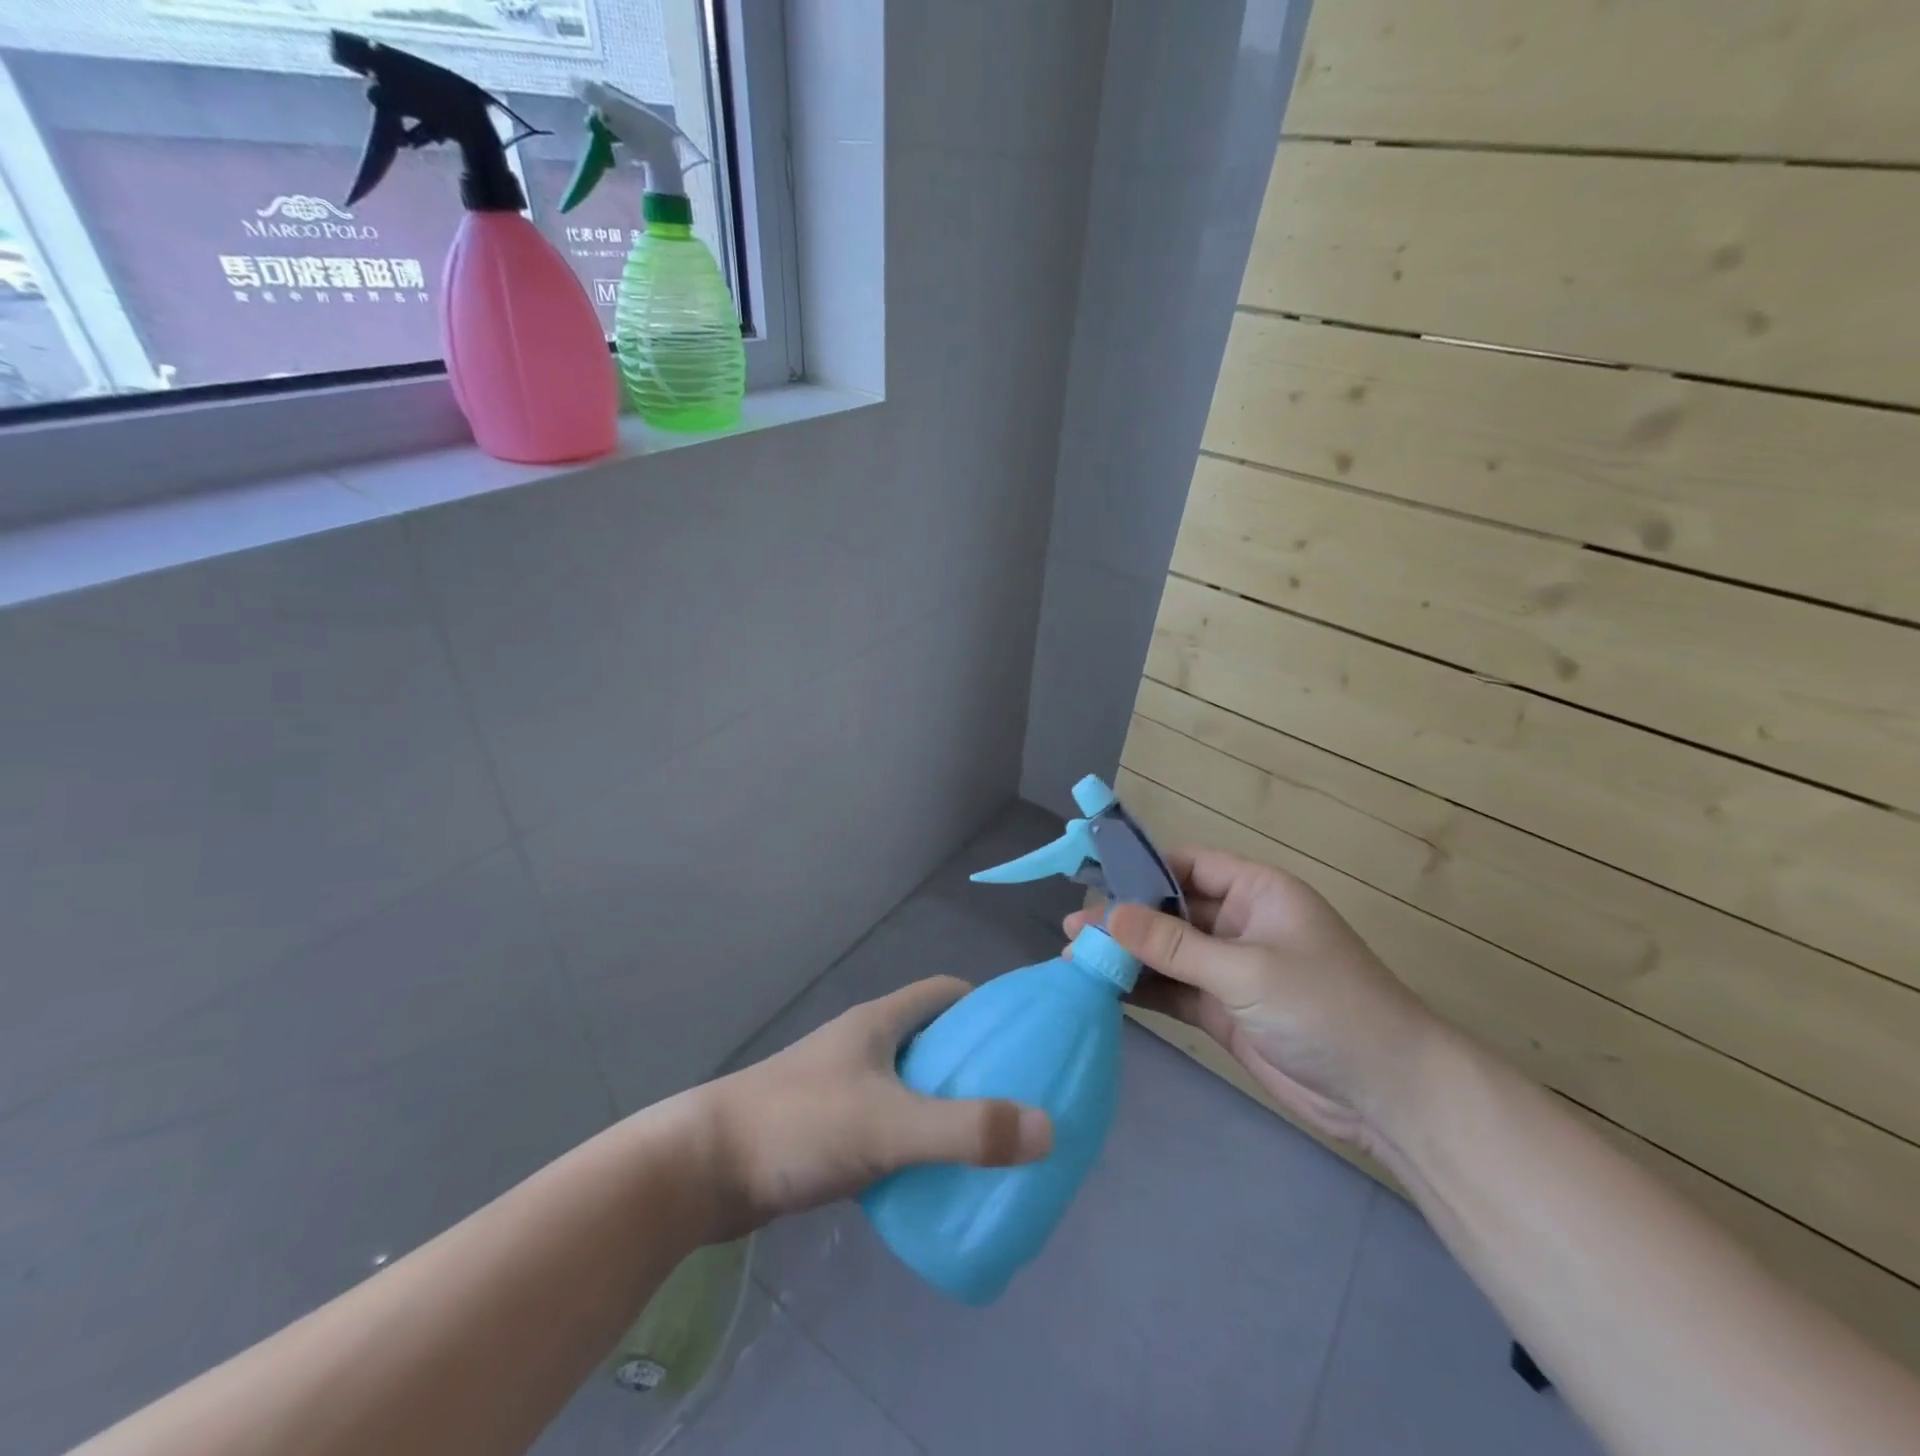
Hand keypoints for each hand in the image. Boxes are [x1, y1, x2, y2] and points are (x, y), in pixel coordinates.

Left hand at [697, 977, 1053, 1237]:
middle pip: (930, 1040)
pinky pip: (887, 1124)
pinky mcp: (827, 1129)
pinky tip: (931, 1177)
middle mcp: (862, 1046)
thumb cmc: (800, 1125)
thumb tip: (1048, 1129)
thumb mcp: (889, 1125)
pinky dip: (914, 1141)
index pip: (942, 993)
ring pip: (908, 1085)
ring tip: (983, 1141)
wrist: (703, 1169)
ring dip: (942, 1105)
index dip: (983, 1007)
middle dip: (971, 1063)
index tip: (1021, 1038)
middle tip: (1015, 1098)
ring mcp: (842, 1087)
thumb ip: (965, 1130)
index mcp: (878, 1023)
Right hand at [1067, 847, 1437, 1156]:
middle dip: (1124, 920)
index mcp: (1257, 891)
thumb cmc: (1325, 1008)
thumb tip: (1107, 916)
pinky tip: (1103, 990)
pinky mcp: (1224, 1009)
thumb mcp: (1246, 970)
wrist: (1387, 1094)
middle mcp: (1241, 922)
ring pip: (1167, 953)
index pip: (1188, 865)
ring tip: (1074, 961)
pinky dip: (1142, 989)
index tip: (1092, 879)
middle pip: (1170, 911)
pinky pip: (1174, 989)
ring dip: (1126, 957)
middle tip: (1073, 931)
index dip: (1142, 869)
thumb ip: (1174, 945)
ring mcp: (1231, 969)